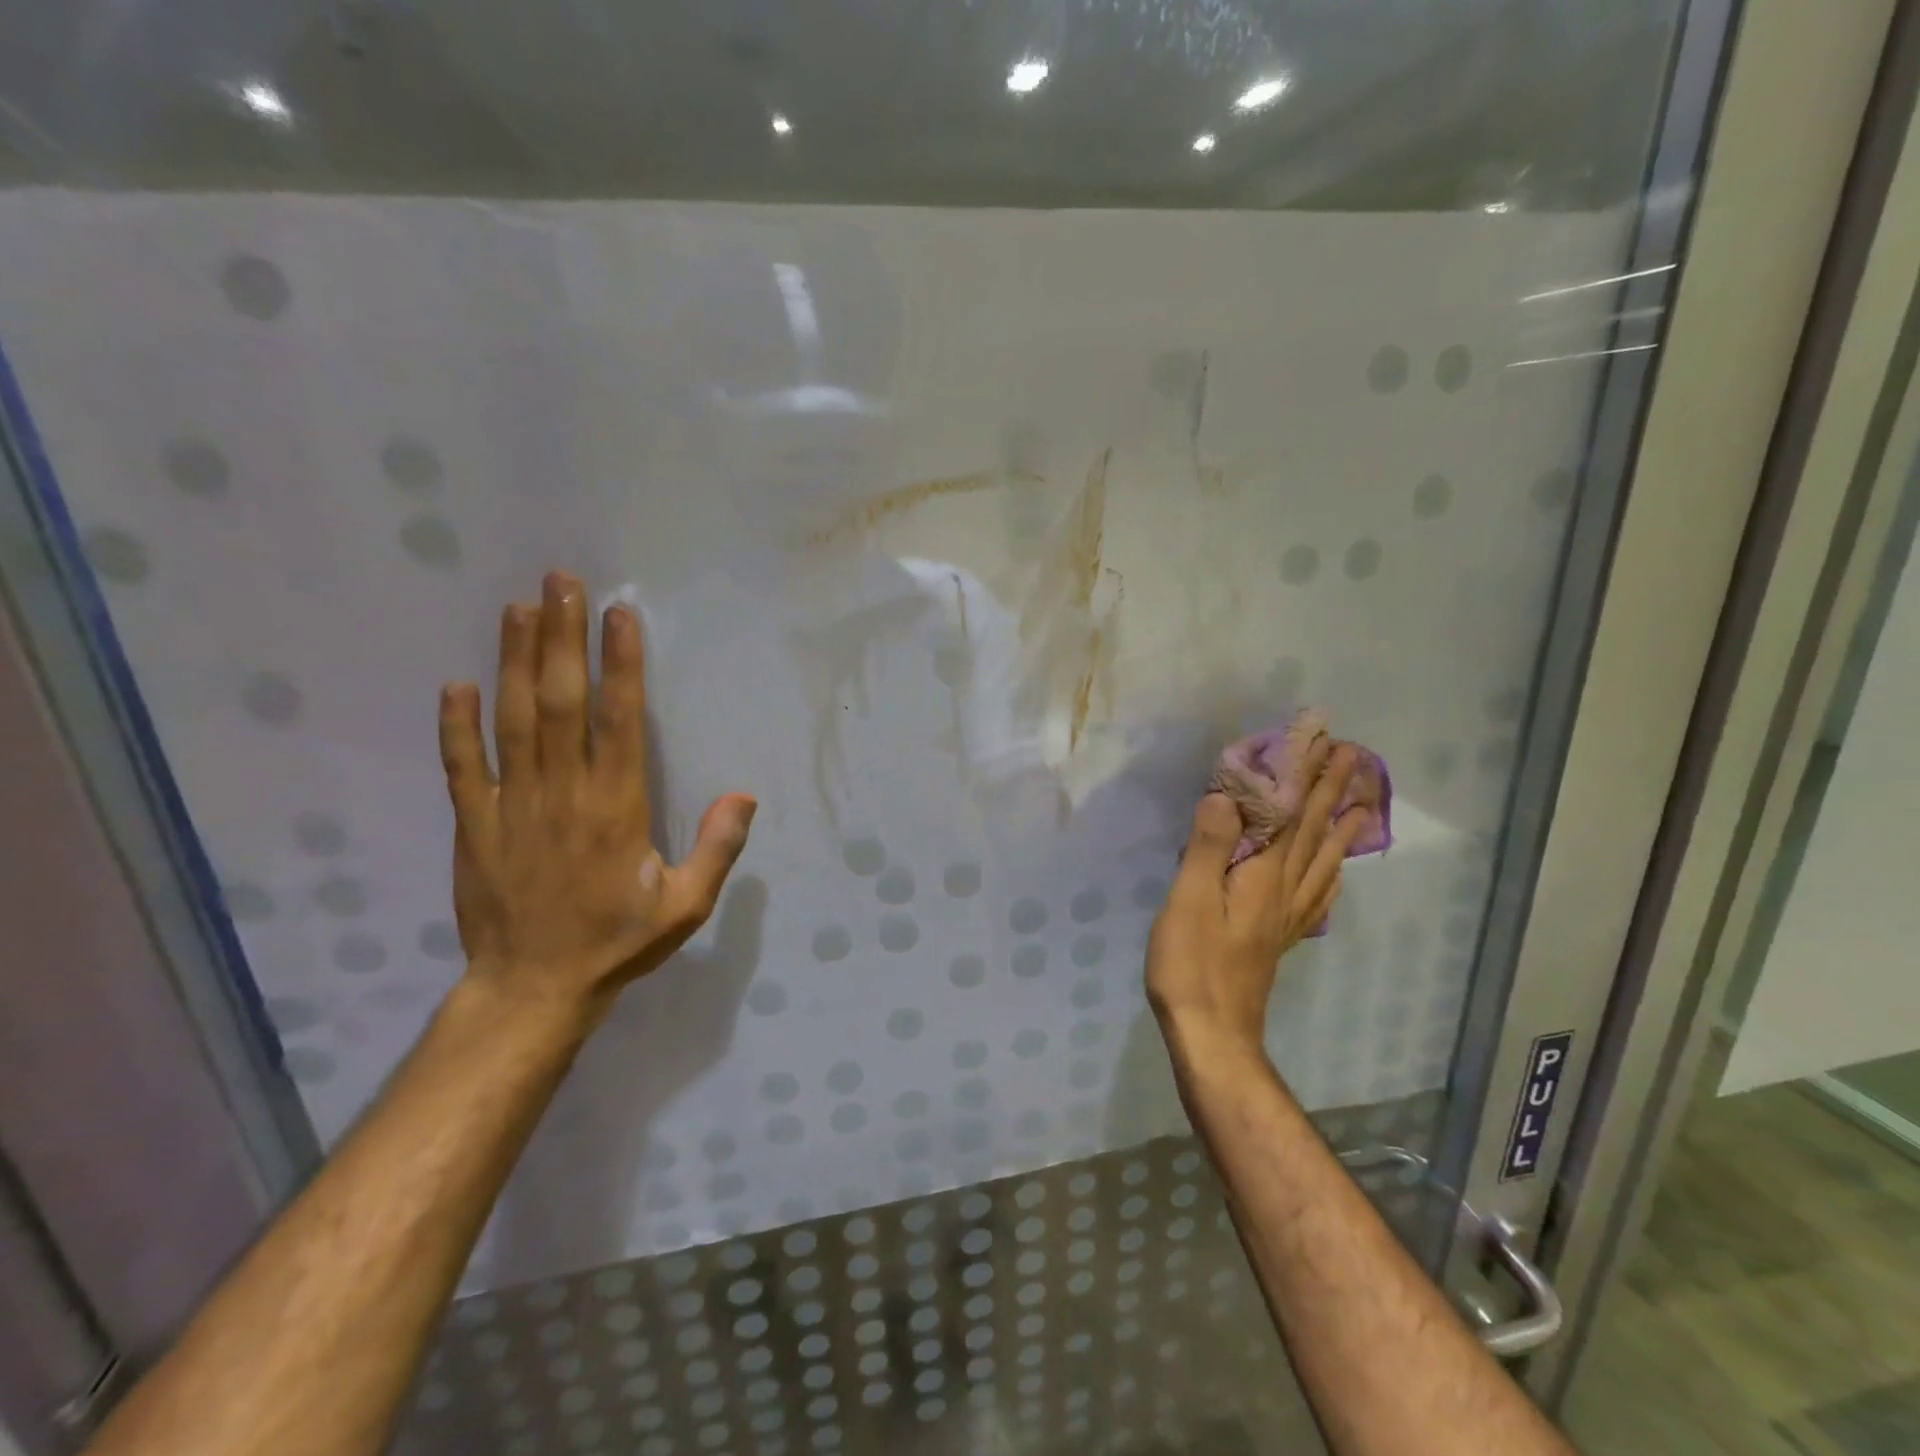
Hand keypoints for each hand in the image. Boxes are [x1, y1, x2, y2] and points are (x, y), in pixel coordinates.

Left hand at [436, 571, 756, 1015]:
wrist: (533, 989)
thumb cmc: (618, 942)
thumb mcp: (687, 905)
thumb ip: (717, 849)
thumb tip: (743, 794)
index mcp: (615, 807)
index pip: (618, 719)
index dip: (619, 664)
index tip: (617, 615)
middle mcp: (562, 793)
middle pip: (558, 702)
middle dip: (560, 638)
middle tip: (559, 583)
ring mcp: (511, 806)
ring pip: (510, 720)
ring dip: (512, 661)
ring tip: (516, 608)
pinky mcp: (474, 825)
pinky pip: (460, 767)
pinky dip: (456, 724)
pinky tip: (456, 684)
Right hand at [1146, 739, 1369, 1055]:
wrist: (1213, 1034)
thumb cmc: (1192, 964)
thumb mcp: (1190, 899)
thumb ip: (1208, 847)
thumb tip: (1225, 796)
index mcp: (1264, 876)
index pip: (1292, 815)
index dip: (1308, 776)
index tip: (1326, 740)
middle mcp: (1285, 891)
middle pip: (1314, 833)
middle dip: (1332, 791)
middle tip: (1354, 756)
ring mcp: (1286, 918)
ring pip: (1323, 863)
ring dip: (1341, 829)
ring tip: (1363, 806)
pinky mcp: (1278, 938)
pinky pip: (1316, 897)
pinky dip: (1331, 876)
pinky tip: (1334, 876)